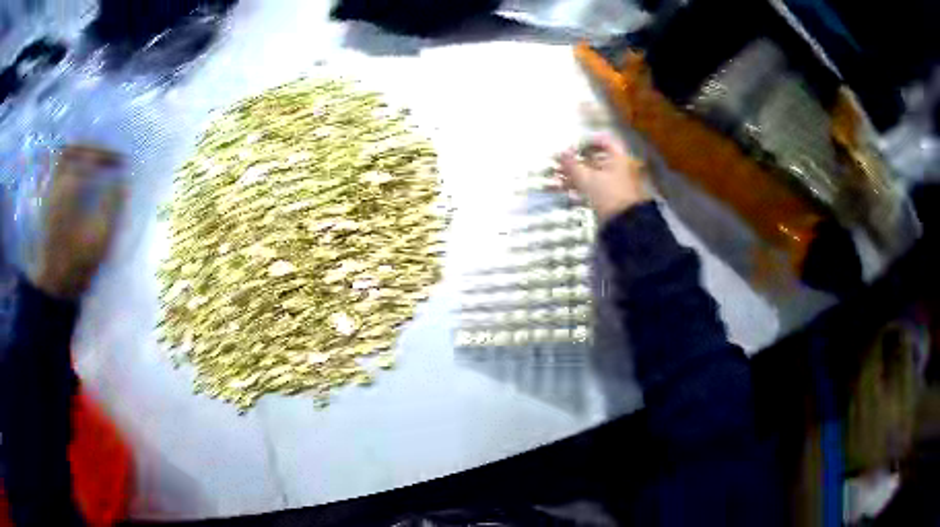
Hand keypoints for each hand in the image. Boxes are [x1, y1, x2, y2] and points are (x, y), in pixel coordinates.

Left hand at [33, 145, 125, 298]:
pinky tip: (79, 180)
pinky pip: (58, 173)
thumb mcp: (100, 235)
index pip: (91, 156)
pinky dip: (69, 168)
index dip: (109, 155)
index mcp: (70, 184)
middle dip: (91, 147)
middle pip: (72, 148)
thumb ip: (113, 204)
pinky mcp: (47, 204)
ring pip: (62, 159)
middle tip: (105, 156)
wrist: (53, 287)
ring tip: (93, 164)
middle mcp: (57, 181)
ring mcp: (49, 192)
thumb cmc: (76, 262)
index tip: (124, 162)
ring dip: (79, 155)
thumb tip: (124, 181)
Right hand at [556, 135, 649, 223]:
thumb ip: (571, 165)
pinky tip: (569, 192)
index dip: (586, 142)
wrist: (625, 224)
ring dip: (576, 176)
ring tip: (559, 180)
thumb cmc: (608, 195)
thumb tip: (560, 153)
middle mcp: (620, 167)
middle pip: (596, 159)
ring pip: (594, 174)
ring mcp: (617, 183)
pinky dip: (582, 187)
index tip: (572, 147)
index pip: (603, 141)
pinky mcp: (613, 197)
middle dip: (577, 161)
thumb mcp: (586, 179)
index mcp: (618, 158)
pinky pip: (595, 187)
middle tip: (561, 165)